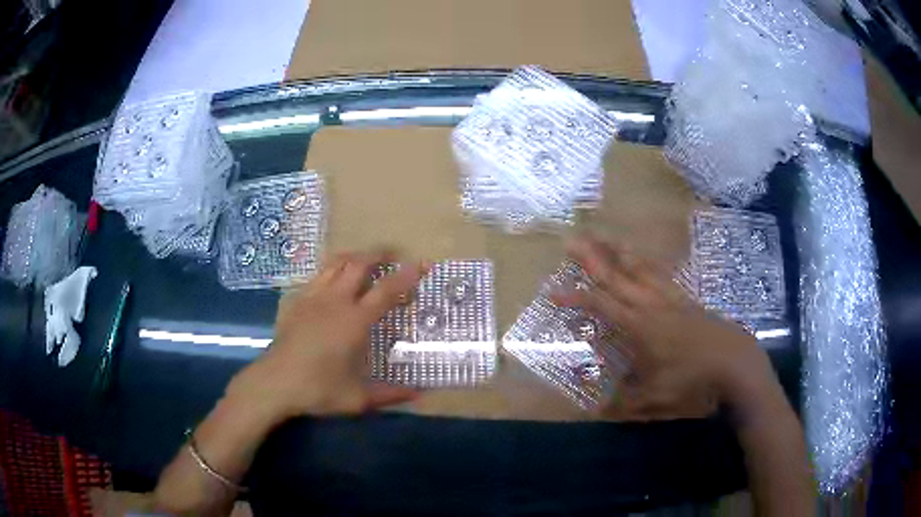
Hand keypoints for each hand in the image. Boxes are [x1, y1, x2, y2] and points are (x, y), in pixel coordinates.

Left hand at [225, 250, 427, 421]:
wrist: (274, 383)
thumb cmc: (318, 390)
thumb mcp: (358, 399)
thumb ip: (391, 394)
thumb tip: (419, 394)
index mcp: (354, 322)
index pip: (386, 290)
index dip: (406, 276)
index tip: (421, 265)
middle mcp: (335, 301)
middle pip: (359, 264)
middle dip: (379, 254)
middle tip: (395, 255)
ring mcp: (313, 297)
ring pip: (335, 263)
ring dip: (355, 256)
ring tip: (366, 259)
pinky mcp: (296, 301)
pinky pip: (318, 274)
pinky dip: (332, 269)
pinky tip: (334, 280)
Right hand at [557, 235, 777, 420]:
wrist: (735, 363)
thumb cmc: (693, 380)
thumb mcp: (654, 399)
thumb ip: (623, 402)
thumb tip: (595, 409)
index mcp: (640, 327)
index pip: (601, 305)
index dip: (575, 297)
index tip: (553, 291)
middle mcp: (652, 305)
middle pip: (618, 276)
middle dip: (593, 258)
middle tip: (573, 240)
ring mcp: (672, 299)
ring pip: (641, 269)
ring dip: (621, 252)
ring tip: (607, 238)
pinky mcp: (687, 300)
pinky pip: (662, 275)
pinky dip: (648, 265)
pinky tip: (646, 263)